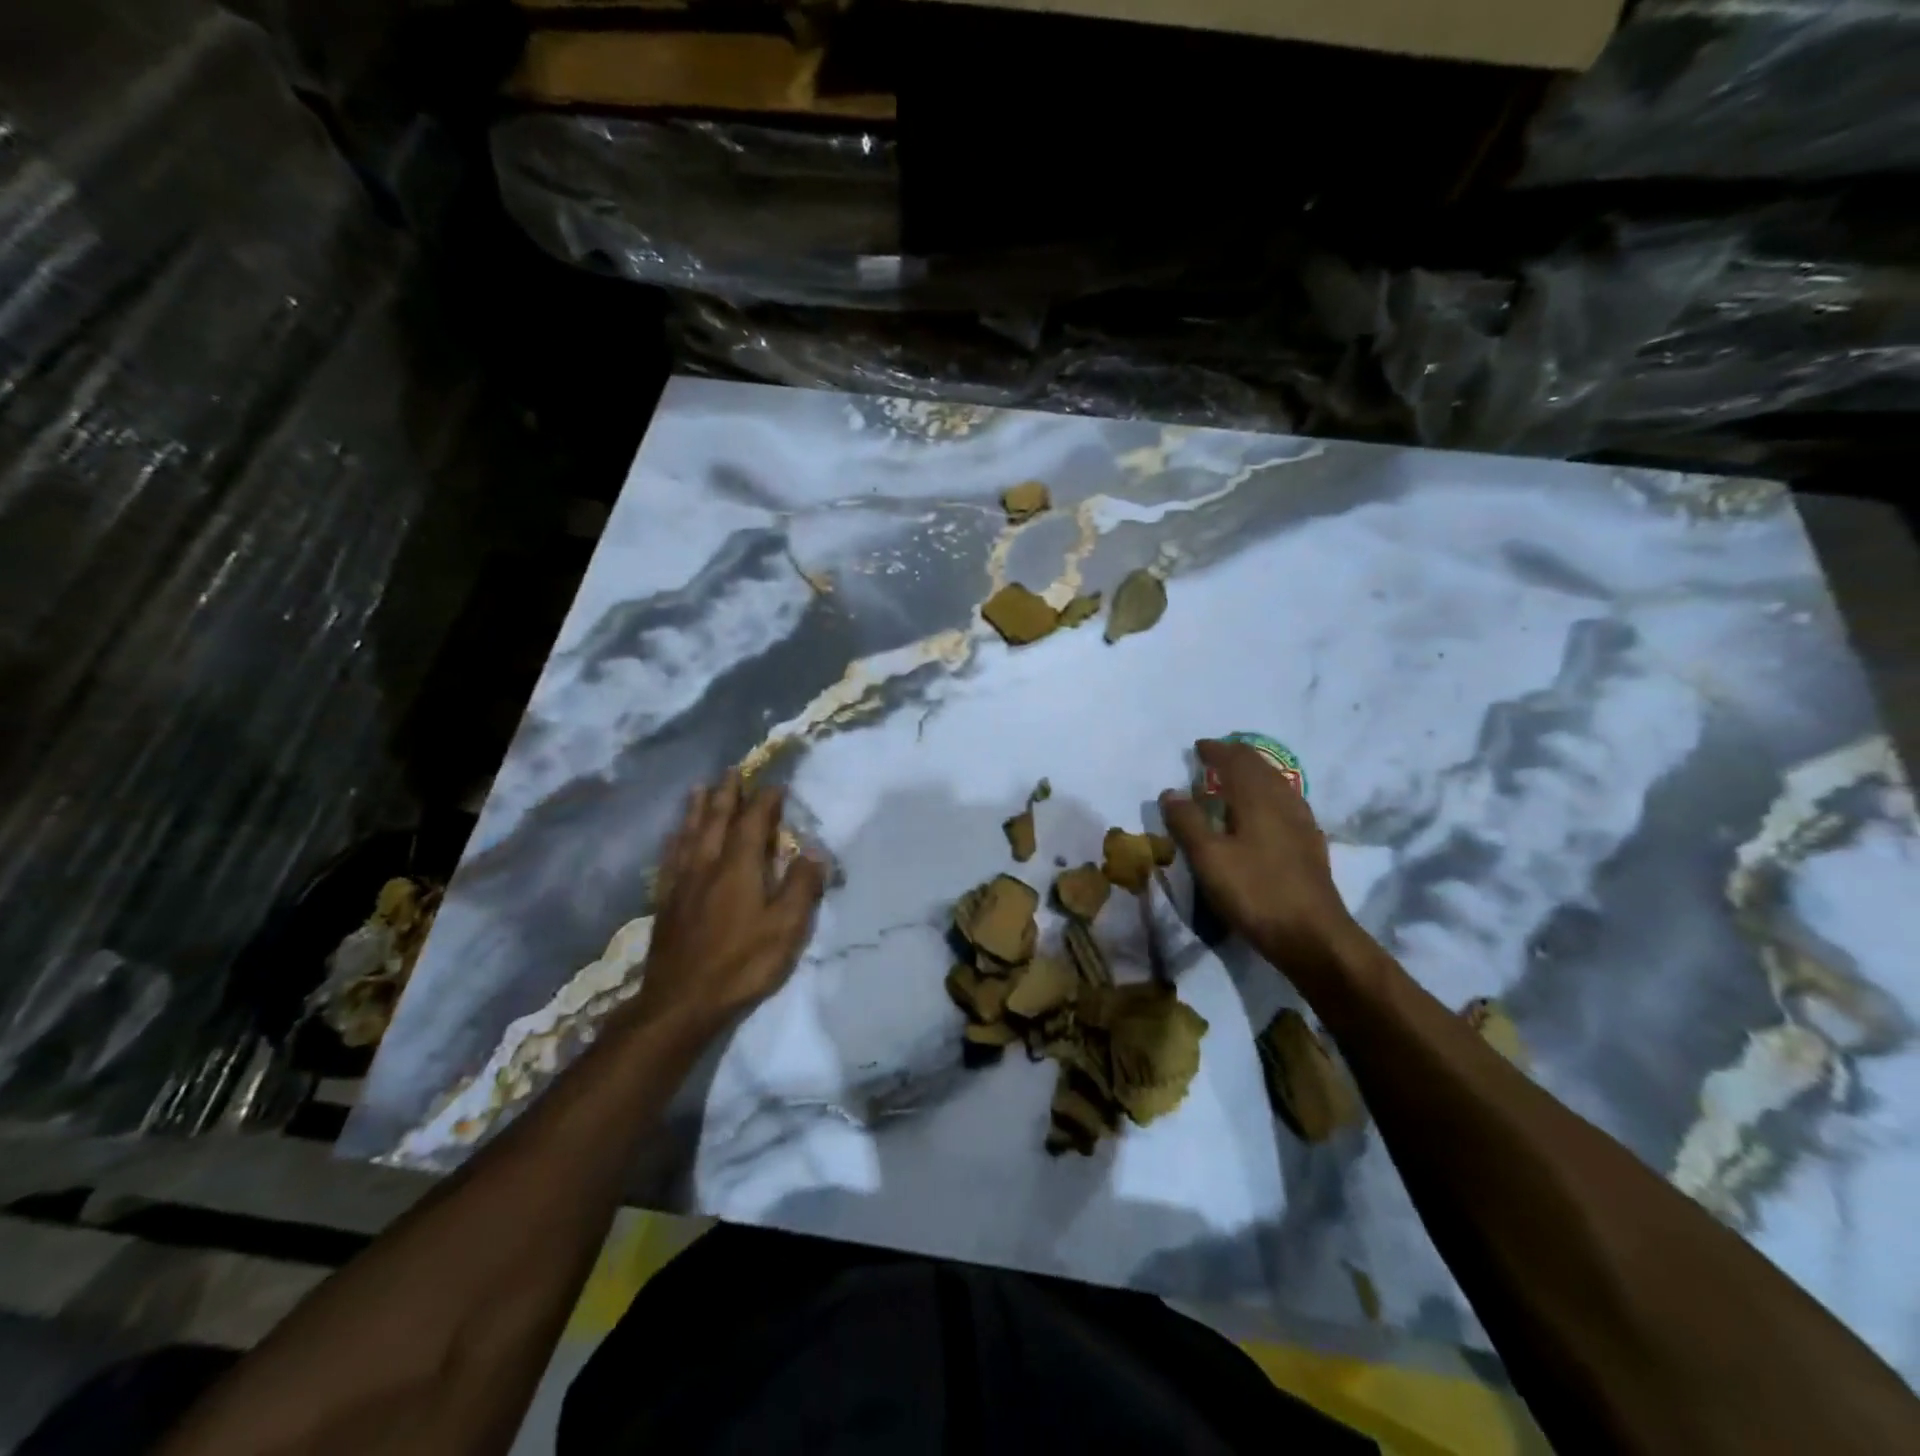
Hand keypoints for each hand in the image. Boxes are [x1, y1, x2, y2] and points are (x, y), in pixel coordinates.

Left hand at [632, 771, 826, 1038]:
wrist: (681, 1001)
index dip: (766, 800)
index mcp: (739, 866)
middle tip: (732, 770)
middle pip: (715, 818)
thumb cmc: (742, 963)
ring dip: (696, 807)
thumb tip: (814, 851)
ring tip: (699, 788)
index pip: (754, 822)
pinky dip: (675, 838)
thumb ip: (801, 886)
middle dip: (726, 792)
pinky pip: (670, 857)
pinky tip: (675, 837)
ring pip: (689, 832)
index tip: (777, 785)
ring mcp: (682, 882)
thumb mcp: (786, 928)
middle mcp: (707, 864)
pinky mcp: (666, 901)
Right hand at [1159, 740, 1355, 967]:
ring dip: (1254, 775)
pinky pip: (1286, 804)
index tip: (1198, 747)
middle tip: (1216, 757)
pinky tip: (1264, 814)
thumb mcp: (1209, 858)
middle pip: (1261, 768)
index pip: (1236, 761)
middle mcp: (1283, 802)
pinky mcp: (1310, 846)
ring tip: (1235, 780)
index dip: (1216, 751)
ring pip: (1277, 785)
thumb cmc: (1255, 892)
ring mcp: (1302, 824)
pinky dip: (1268, 796)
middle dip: (1237, 757)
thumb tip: (1170, 791)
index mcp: (1258, 799)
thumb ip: (1188, 822)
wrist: (1313, 936)